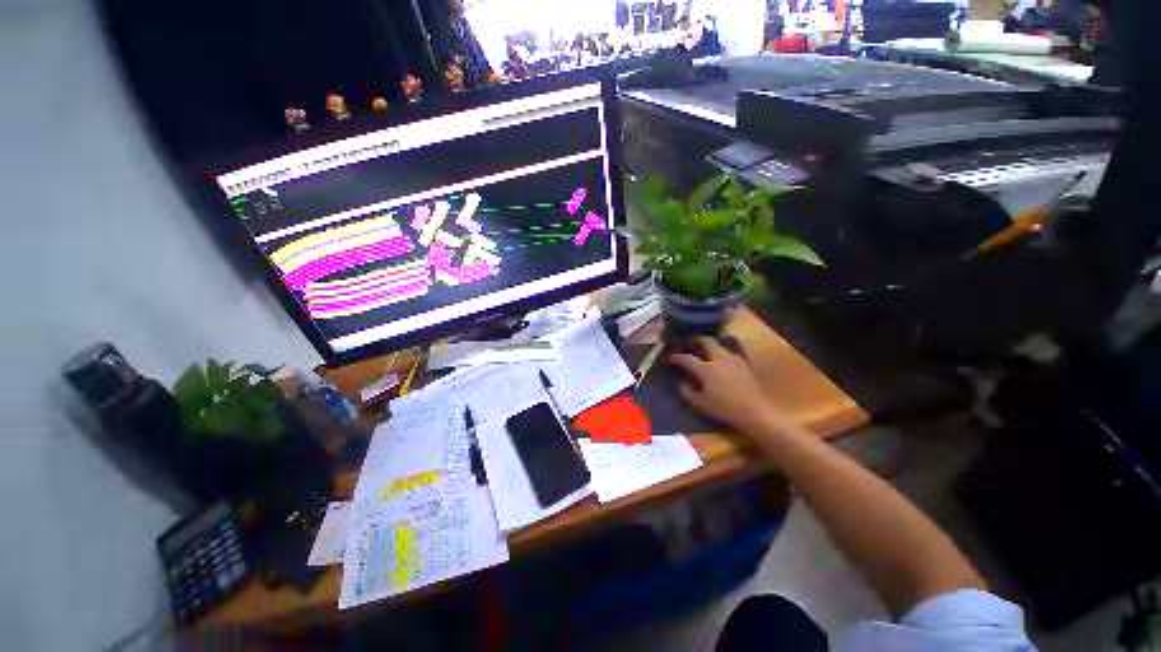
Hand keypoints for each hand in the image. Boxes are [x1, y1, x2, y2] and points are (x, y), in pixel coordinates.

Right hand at [668, 336, 779, 432]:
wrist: (755, 413)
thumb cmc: (725, 409)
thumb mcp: (701, 404)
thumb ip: (687, 392)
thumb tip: (681, 383)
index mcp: (706, 369)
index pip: (687, 358)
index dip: (676, 357)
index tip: (670, 358)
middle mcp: (720, 359)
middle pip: (707, 341)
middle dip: (696, 339)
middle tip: (689, 341)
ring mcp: (734, 360)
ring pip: (720, 344)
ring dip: (711, 344)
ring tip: (705, 348)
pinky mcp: (744, 364)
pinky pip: (730, 352)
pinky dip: (722, 352)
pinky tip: (721, 359)